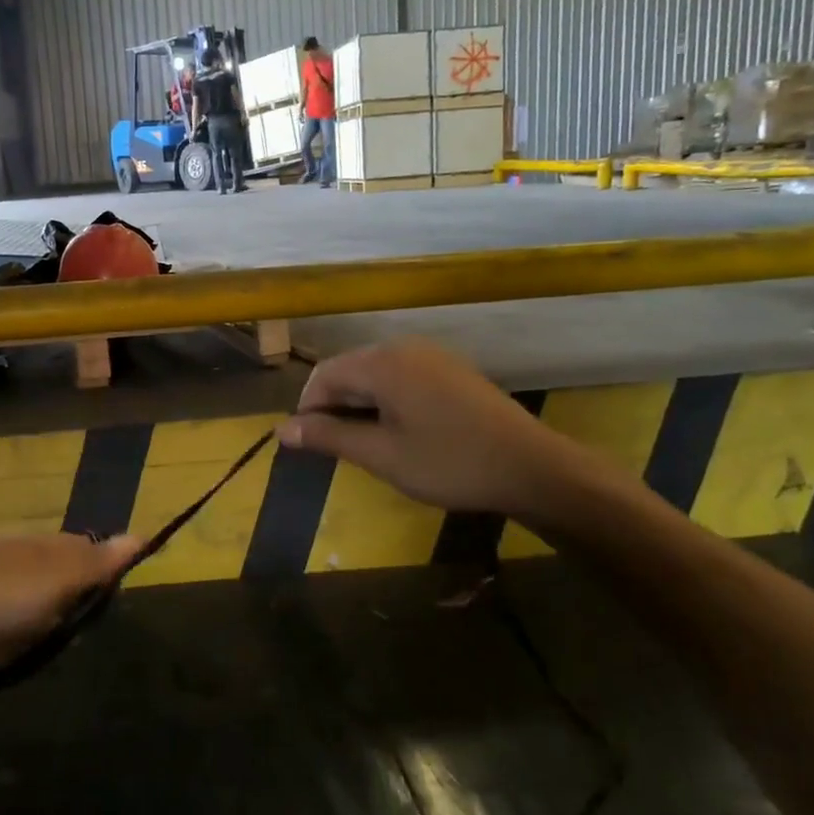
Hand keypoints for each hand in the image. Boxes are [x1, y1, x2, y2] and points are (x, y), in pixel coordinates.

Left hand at [0, 532, 138, 670]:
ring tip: (11, 652)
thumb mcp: (54, 578)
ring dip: (24, 638)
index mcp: (48, 546)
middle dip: (56, 620)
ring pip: (27, 617)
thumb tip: (142, 535)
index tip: (94, 614)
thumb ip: (97, 563)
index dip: (97, 588)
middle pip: (59, 593)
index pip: (90, 561)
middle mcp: (22, 558)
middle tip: (49, 638)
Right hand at [277, 338, 557, 513]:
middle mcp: (402, 348)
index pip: (323, 375)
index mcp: (382, 363)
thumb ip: (329, 437)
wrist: (532, 466)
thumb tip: (281, 429)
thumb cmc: (449, 462)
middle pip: (348, 370)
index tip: (310, 447)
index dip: (308, 410)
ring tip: (368, 445)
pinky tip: (400, 432)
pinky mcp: (450, 369)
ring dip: (360, 406)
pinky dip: (387, 401)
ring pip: (375, 375)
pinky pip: (401, 377)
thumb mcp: (382, 456)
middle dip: (334, 408)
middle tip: (339, 451)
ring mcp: (430, 355)